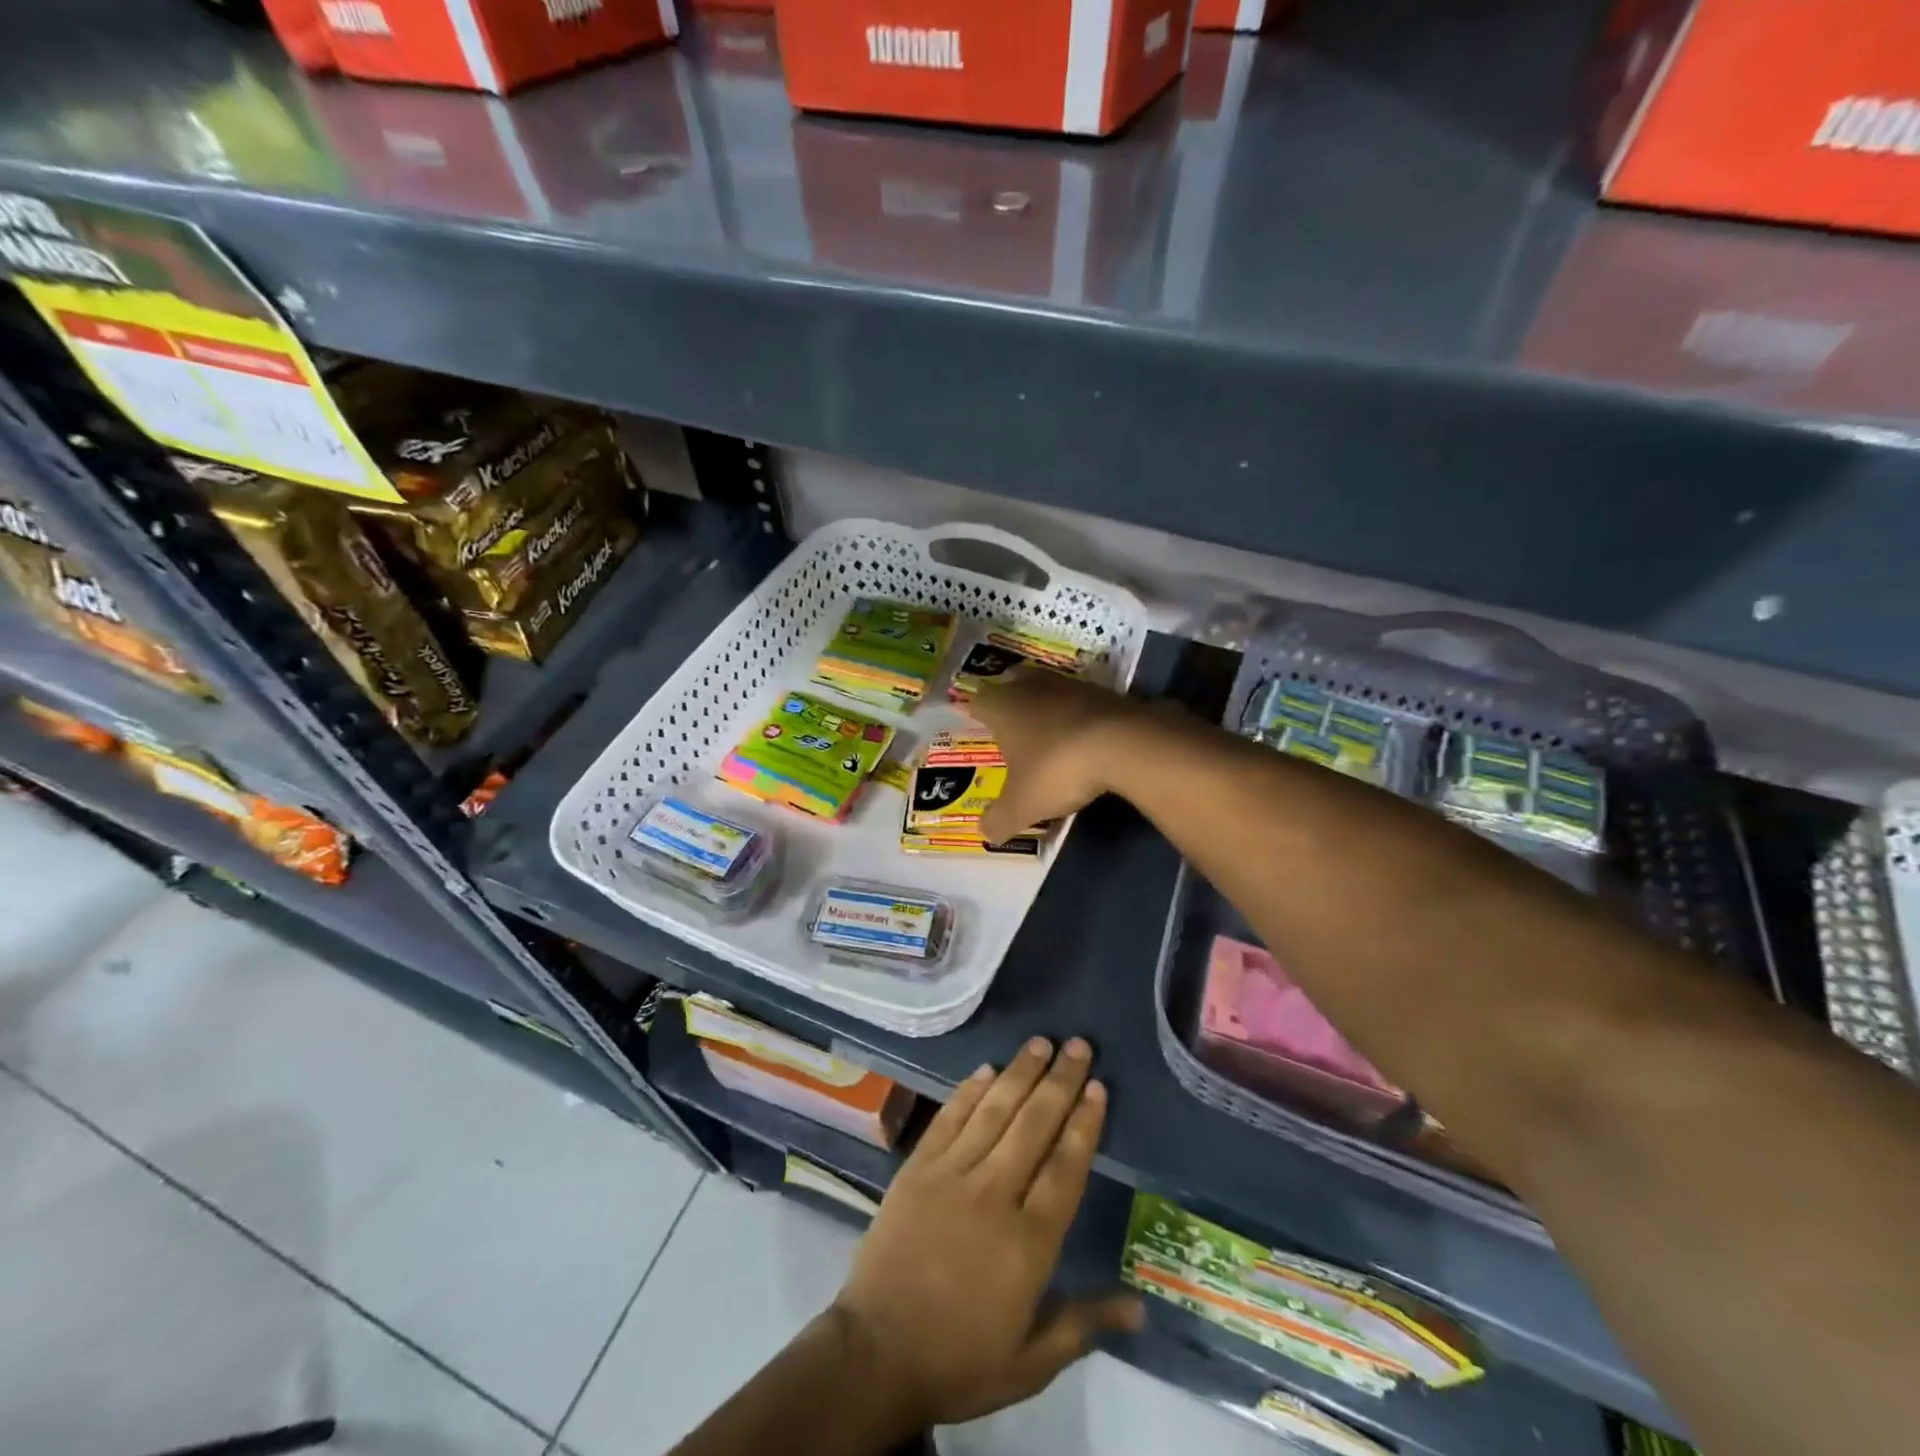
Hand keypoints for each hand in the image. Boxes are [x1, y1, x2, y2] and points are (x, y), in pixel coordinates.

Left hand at [831, 1038, 1143, 1427]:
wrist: (876, 1354)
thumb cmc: (959, 1360)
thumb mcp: (1030, 1361)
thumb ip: (1084, 1323)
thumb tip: (1140, 1304)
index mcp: (1029, 1243)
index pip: (1065, 1168)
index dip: (1084, 1124)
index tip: (1098, 1087)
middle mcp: (994, 1195)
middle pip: (1034, 1125)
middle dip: (1060, 1082)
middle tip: (1079, 1045)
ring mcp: (952, 1175)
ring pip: (994, 1111)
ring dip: (1020, 1073)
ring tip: (1041, 1042)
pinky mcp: (918, 1168)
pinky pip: (949, 1119)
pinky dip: (969, 1091)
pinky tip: (987, 1068)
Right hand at [967, 672, 1142, 843]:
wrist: (1125, 744)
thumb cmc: (1057, 769)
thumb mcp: (1022, 806)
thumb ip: (999, 820)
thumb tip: (984, 831)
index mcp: (1002, 706)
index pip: (977, 701)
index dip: (974, 715)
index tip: (976, 728)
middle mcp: (1031, 686)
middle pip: (1012, 684)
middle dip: (1010, 702)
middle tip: (1010, 728)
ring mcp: (1071, 684)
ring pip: (1048, 690)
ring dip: (1046, 708)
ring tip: (1047, 736)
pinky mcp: (1105, 691)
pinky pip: (1081, 702)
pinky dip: (1078, 717)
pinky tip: (1083, 740)